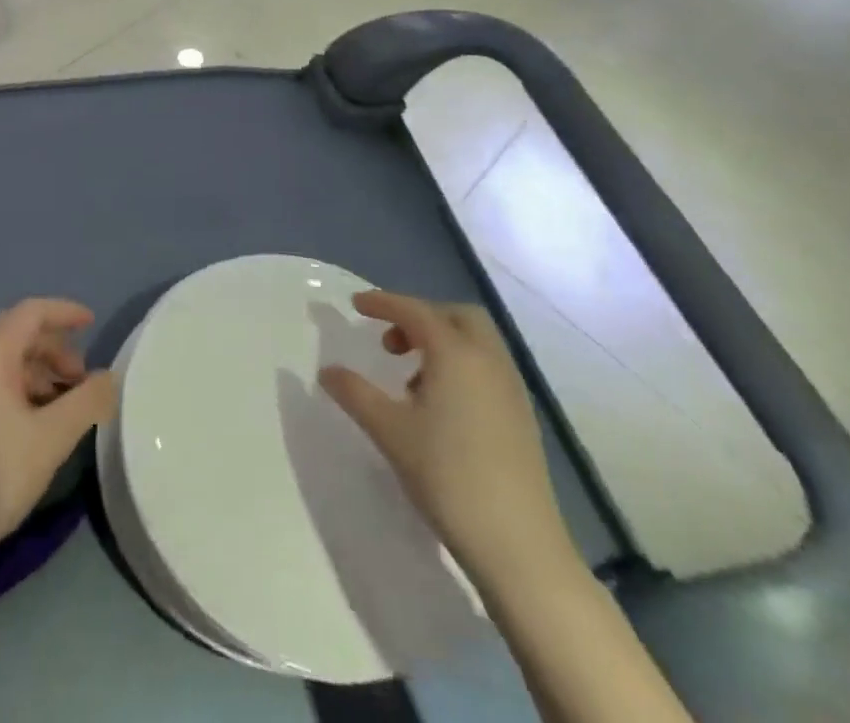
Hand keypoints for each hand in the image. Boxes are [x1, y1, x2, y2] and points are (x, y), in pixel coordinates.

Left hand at [0, 298, 115, 583]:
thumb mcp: (50, 439)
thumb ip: (86, 402)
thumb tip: (110, 377)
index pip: (31, 311)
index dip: (64, 312)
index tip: (92, 323)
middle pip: (15, 331)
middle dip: (53, 347)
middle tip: (81, 378)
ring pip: (1, 357)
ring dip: (36, 369)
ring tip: (63, 404)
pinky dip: (16, 385)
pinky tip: (34, 420)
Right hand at [319, 291, 575, 590]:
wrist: (519, 546)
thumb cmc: (448, 476)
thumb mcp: (389, 431)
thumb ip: (355, 393)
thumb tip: (328, 371)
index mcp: (456, 354)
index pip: (415, 311)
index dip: (383, 303)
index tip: (356, 305)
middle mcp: (488, 361)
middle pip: (456, 316)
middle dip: (420, 316)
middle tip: (390, 341)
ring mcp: (511, 390)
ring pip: (476, 342)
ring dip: (441, 342)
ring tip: (409, 378)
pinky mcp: (521, 418)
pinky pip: (487, 368)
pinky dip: (460, 365)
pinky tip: (439, 405)